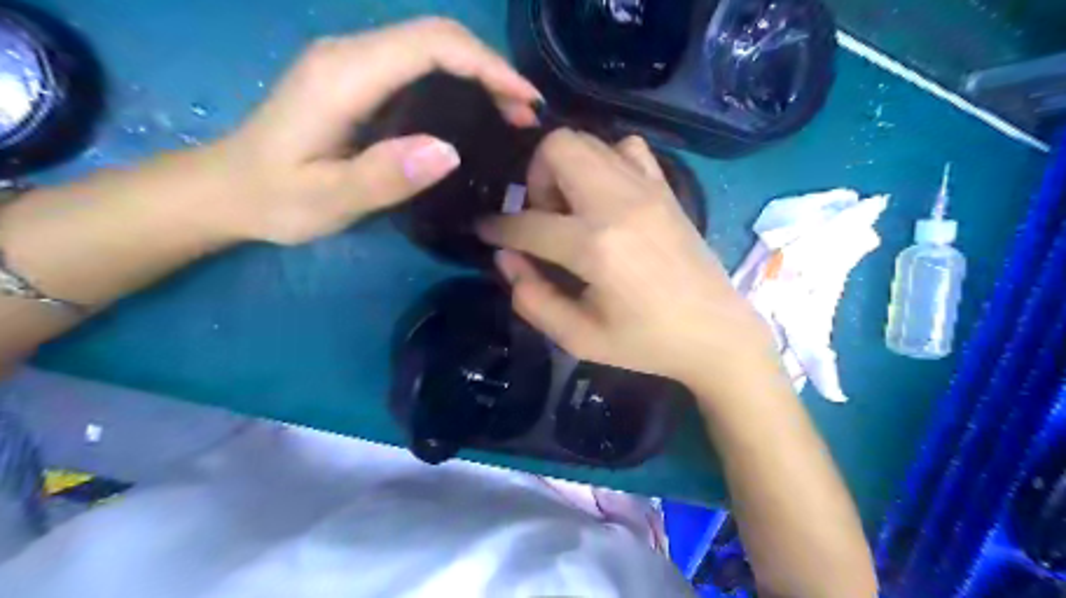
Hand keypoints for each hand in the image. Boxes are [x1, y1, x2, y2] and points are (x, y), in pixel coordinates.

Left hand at [201, 16, 542, 245]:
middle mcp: (349, 53)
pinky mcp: (356, 77)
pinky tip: (474, 109)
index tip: (525, 102)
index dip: (486, 66)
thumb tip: (448, 151)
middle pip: (436, 36)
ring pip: (430, 46)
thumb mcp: (328, 199)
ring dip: (478, 72)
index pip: (430, 46)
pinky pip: (418, 63)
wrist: (227, 189)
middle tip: (526, 114)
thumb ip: (384, 175)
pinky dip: (457, 79)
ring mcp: (351, 61)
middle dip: (491, 67)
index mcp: (344, 76)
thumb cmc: (275, 198)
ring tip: (511, 113)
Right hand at [479, 131, 781, 402]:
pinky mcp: (666, 188)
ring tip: (572, 209)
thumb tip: (505, 257)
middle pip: (557, 147)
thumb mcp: (578, 338)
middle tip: (543, 218)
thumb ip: (532, 298)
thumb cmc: (645, 344)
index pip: (527, 223)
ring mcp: (647, 189)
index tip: (483, 230)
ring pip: (588, 140)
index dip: (496, 228)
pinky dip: (605, 161)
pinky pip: (627, 148)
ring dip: (566, 168)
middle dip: (535, 179)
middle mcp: (618, 203)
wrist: (716, 334)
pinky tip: (606, 196)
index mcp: (595, 247)